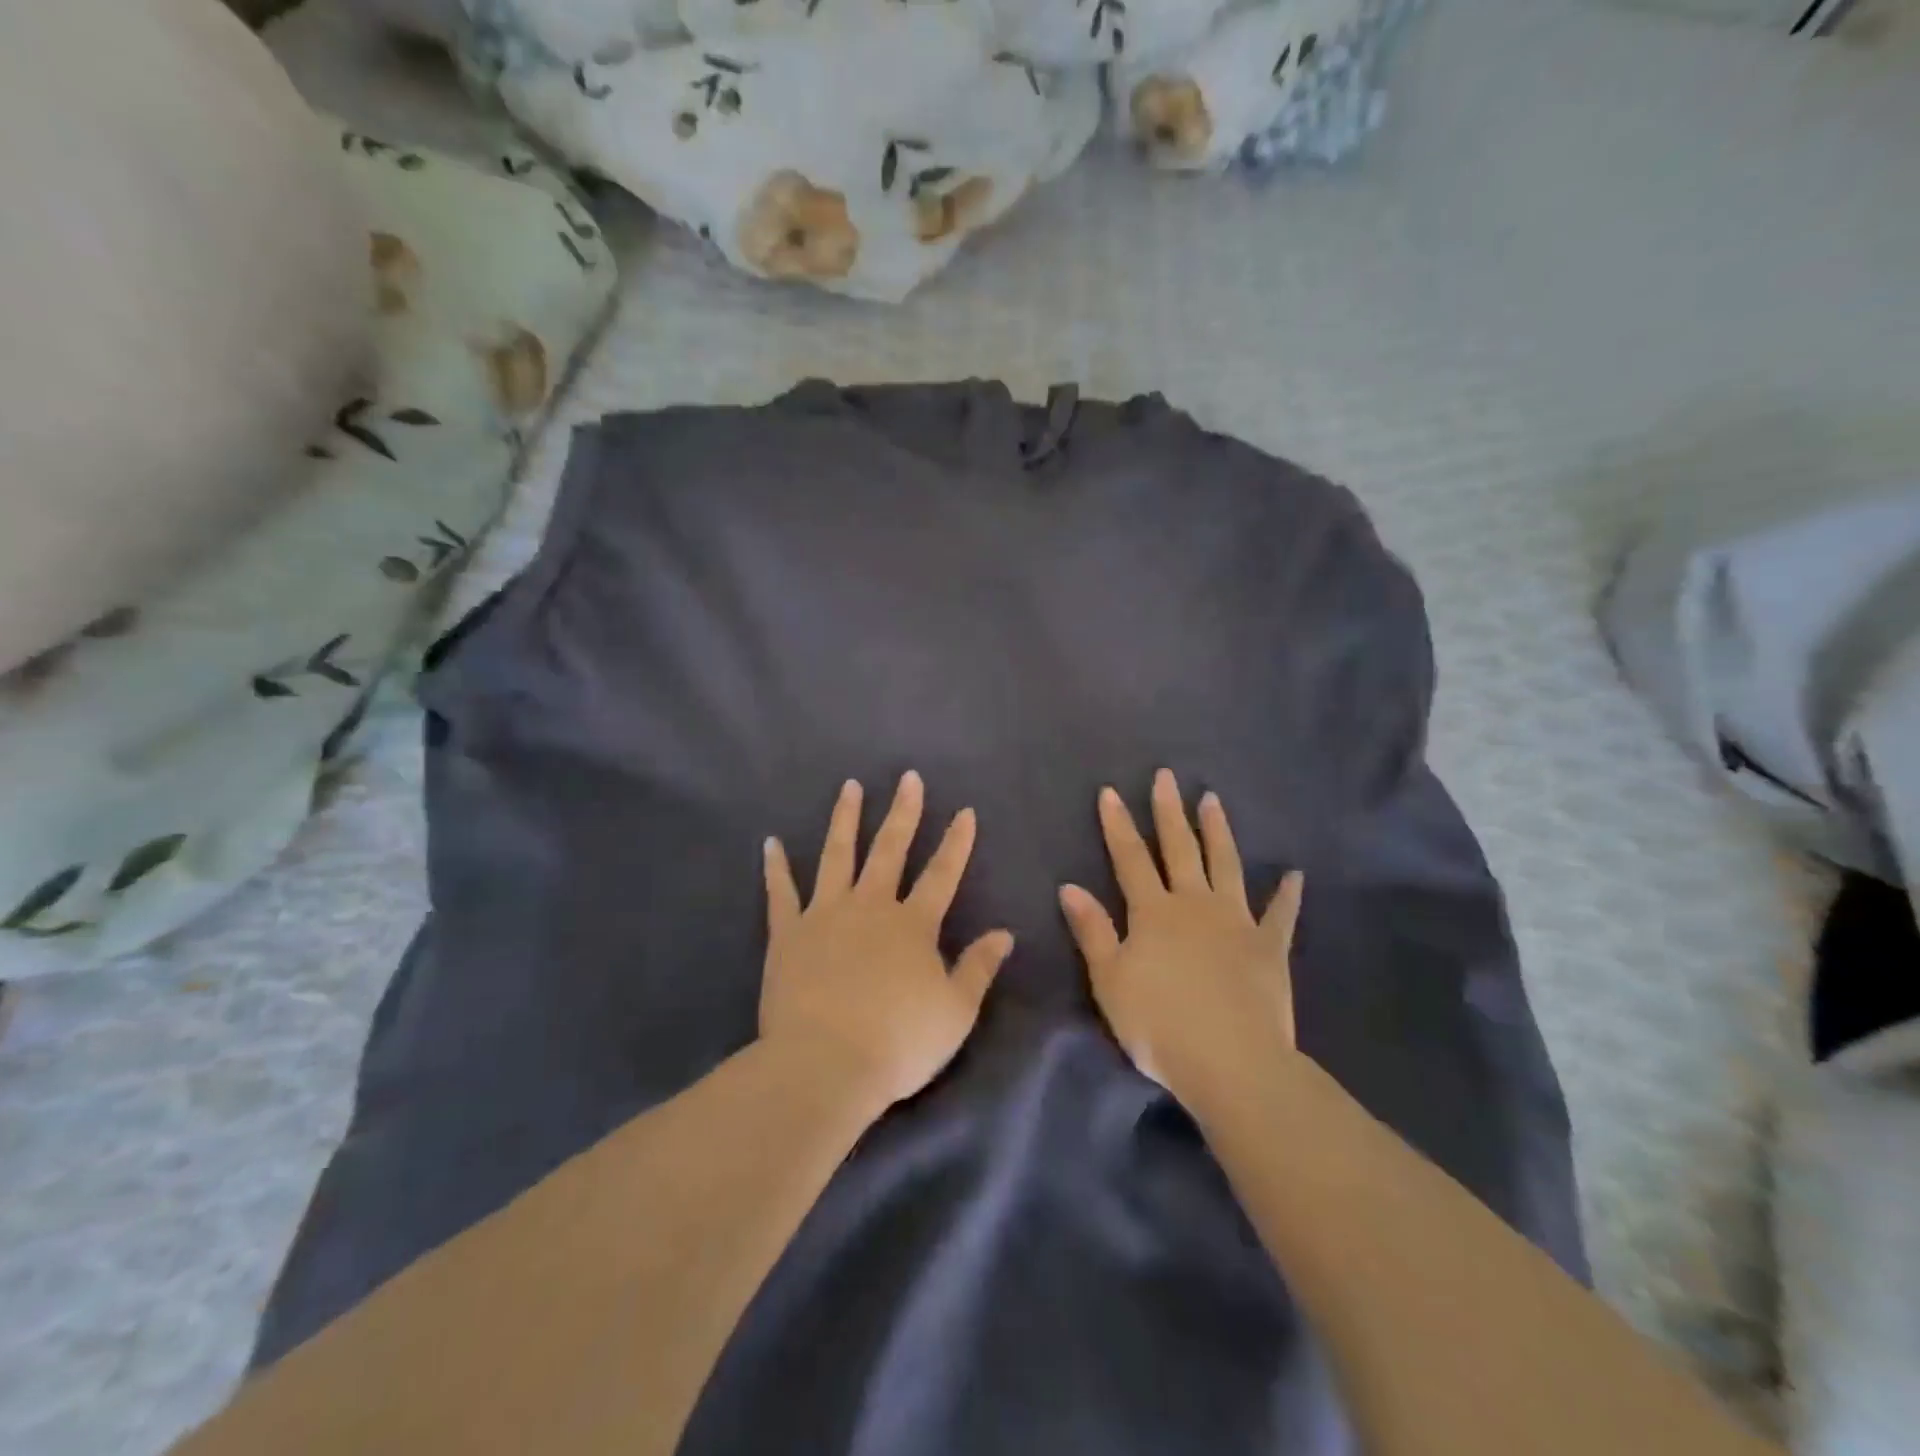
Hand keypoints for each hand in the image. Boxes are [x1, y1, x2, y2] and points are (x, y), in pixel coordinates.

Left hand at [761, 772, 1014, 1109]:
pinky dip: (775, 867)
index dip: (956, 842)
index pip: (942, 874)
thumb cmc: (898, 1043)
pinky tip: (770, 843)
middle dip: (903, 812)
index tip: (965, 811)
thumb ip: (978, 967)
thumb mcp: (955, 1012)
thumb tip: (1004, 933)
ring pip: (837, 855)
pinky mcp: (787, 933)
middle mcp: (870, 907)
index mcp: (913, 925)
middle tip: (908, 777)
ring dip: (845, 819)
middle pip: (890, 850)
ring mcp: (825, 915)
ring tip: (850, 787)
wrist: (825, 1065)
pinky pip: (780, 893)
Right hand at [1059, 769, 1302, 1102]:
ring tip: (1212, 800)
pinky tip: (1295, 874)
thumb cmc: (1158, 1024)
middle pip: (1179, 850)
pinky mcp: (1269, 948)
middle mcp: (1194, 905)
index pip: (1130, 858)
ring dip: (1218, 832)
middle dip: (1169, 812)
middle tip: (1167, 777)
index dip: (1118, 825)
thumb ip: (1092, 930)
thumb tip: (1069, 886)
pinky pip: (1280, 915)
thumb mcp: (1110, 980)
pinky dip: (1287, 895)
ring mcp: (1236, 923)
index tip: (1111, 791)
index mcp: (1153, 913)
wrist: (1230, 1061)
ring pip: (1226, 866)